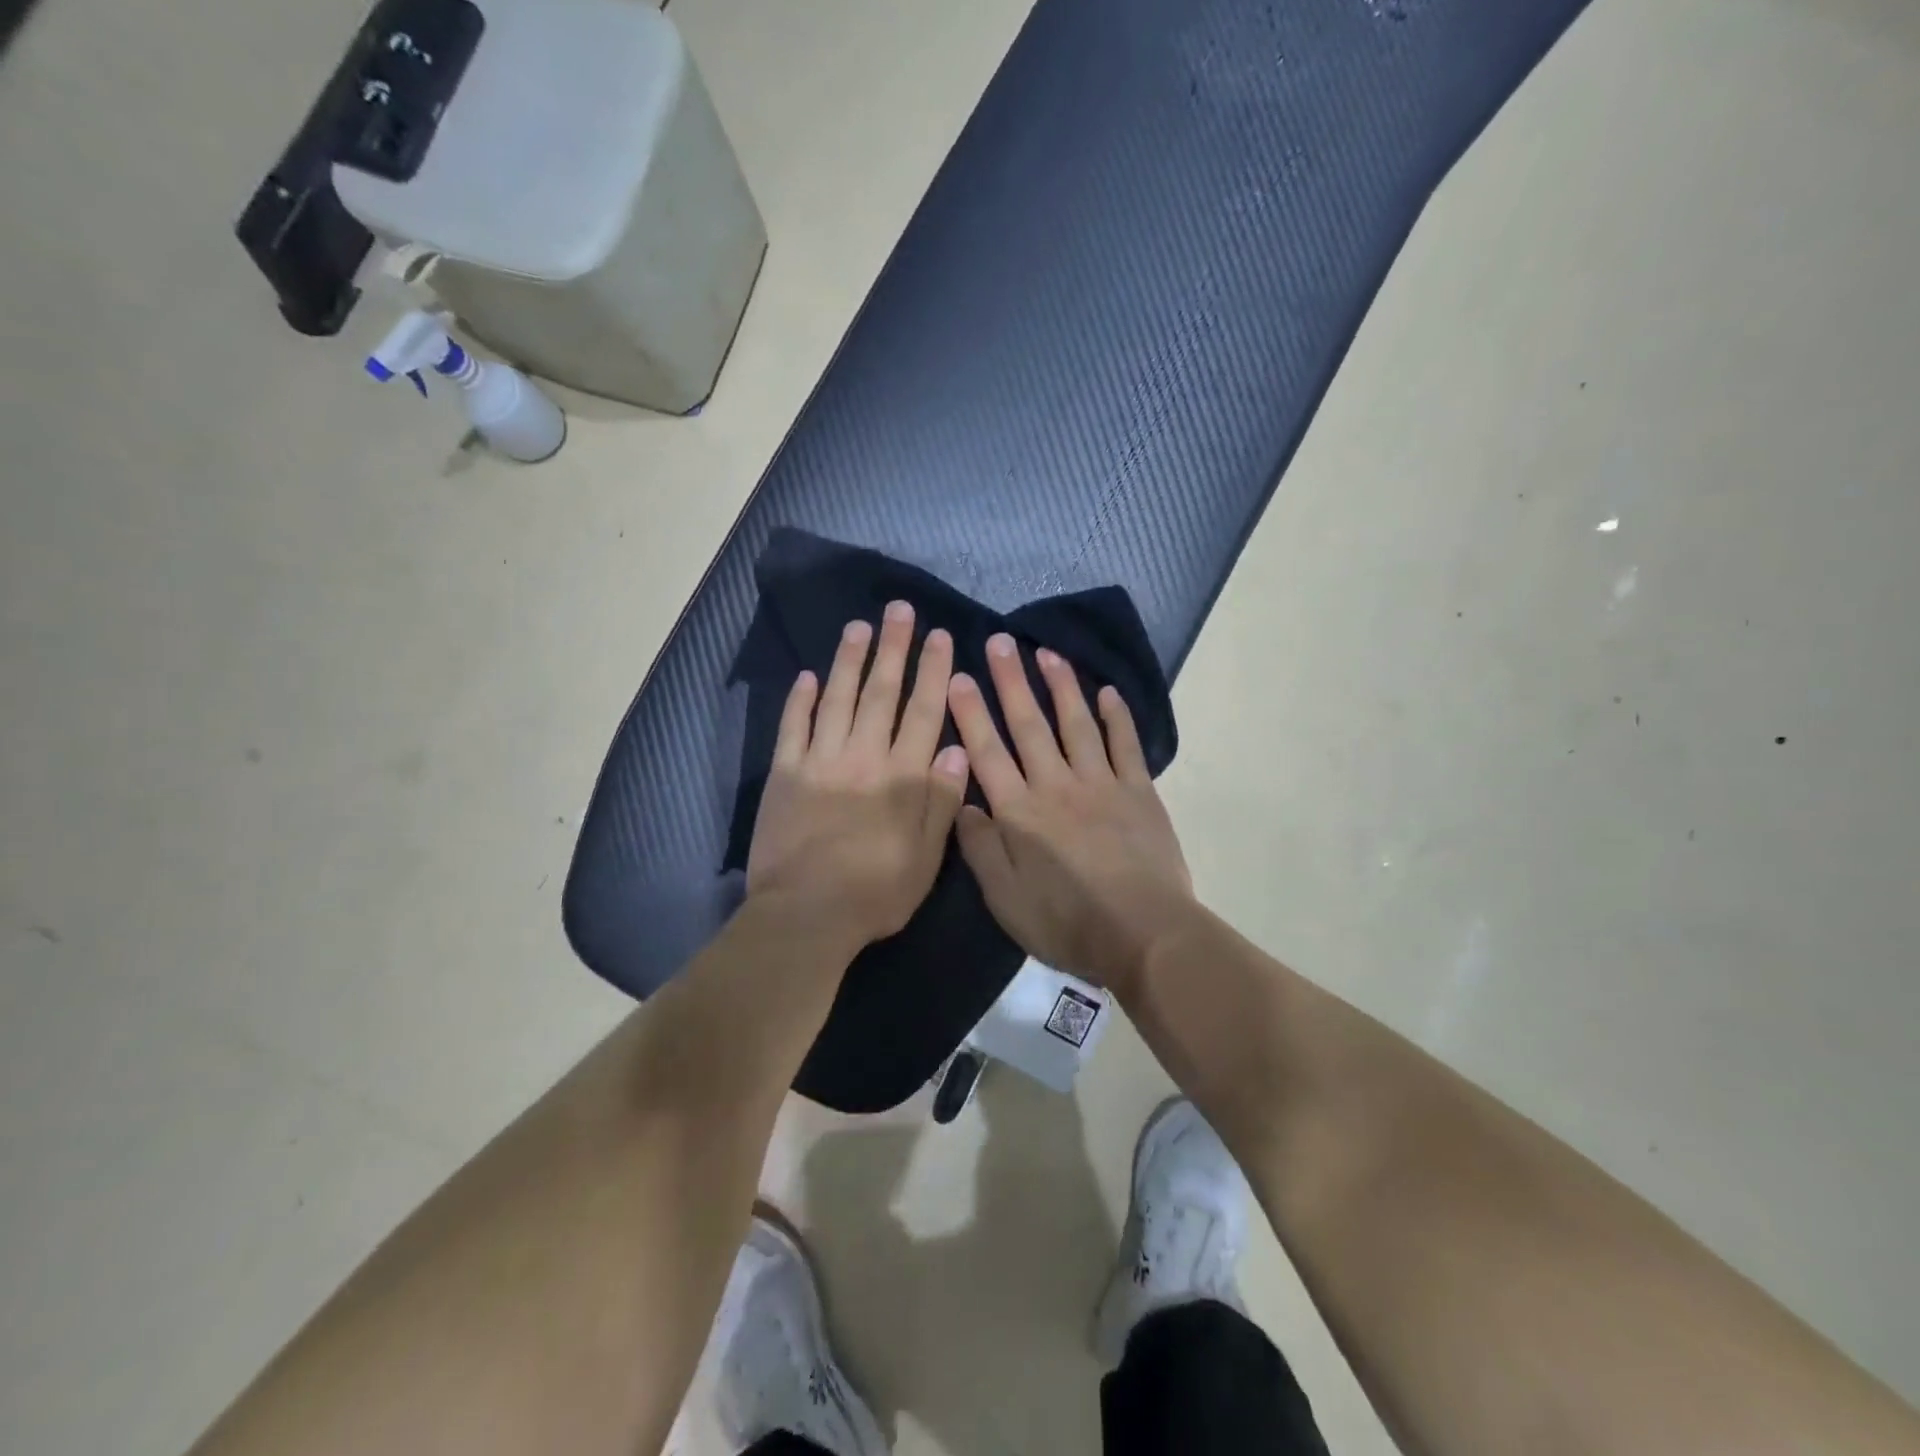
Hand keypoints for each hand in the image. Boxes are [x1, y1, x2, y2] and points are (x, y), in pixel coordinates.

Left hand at [747, 602, 970, 947]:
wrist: (805, 915)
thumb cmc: (875, 892)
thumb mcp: (926, 857)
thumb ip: (941, 801)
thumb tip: (954, 748)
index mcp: (902, 777)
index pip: (923, 712)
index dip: (933, 672)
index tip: (940, 637)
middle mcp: (862, 757)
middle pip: (881, 693)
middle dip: (893, 649)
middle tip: (900, 610)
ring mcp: (819, 761)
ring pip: (837, 699)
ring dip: (849, 661)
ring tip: (859, 627)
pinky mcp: (784, 774)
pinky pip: (793, 727)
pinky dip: (800, 700)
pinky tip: (807, 676)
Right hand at [946, 634, 1194, 994]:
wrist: (1143, 934)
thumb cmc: (1066, 923)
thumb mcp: (1005, 899)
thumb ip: (980, 849)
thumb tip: (962, 805)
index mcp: (1019, 812)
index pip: (987, 752)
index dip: (970, 713)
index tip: (958, 677)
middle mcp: (1056, 785)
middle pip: (1029, 725)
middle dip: (1010, 681)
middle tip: (998, 642)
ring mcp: (1101, 783)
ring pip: (1076, 724)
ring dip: (1061, 686)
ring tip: (1046, 652)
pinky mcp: (1138, 791)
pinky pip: (1125, 744)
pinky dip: (1117, 716)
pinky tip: (1107, 691)